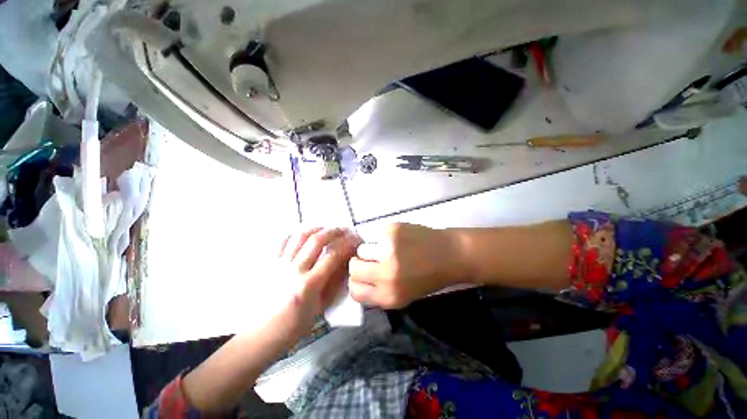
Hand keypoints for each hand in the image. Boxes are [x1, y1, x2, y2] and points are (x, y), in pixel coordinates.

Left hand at [278, 227, 359, 334]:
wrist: (263, 333)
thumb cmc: (295, 325)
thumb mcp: (320, 306)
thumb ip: (334, 283)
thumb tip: (345, 264)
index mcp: (308, 285)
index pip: (332, 256)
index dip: (347, 246)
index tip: (355, 242)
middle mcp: (294, 270)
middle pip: (316, 240)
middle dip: (334, 231)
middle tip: (344, 230)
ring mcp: (280, 264)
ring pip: (299, 236)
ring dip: (316, 228)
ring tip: (326, 229)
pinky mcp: (271, 263)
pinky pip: (283, 242)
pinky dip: (296, 234)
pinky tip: (305, 235)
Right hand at [348, 223, 468, 308]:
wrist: (450, 254)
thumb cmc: (428, 278)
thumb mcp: (404, 296)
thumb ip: (379, 292)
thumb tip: (357, 280)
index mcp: (389, 296)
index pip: (354, 291)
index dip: (356, 282)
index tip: (363, 275)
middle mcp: (386, 274)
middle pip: (354, 267)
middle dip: (360, 263)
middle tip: (372, 259)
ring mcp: (388, 249)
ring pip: (361, 249)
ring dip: (370, 249)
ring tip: (386, 248)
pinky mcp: (392, 230)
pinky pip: (373, 233)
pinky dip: (379, 236)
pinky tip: (394, 238)